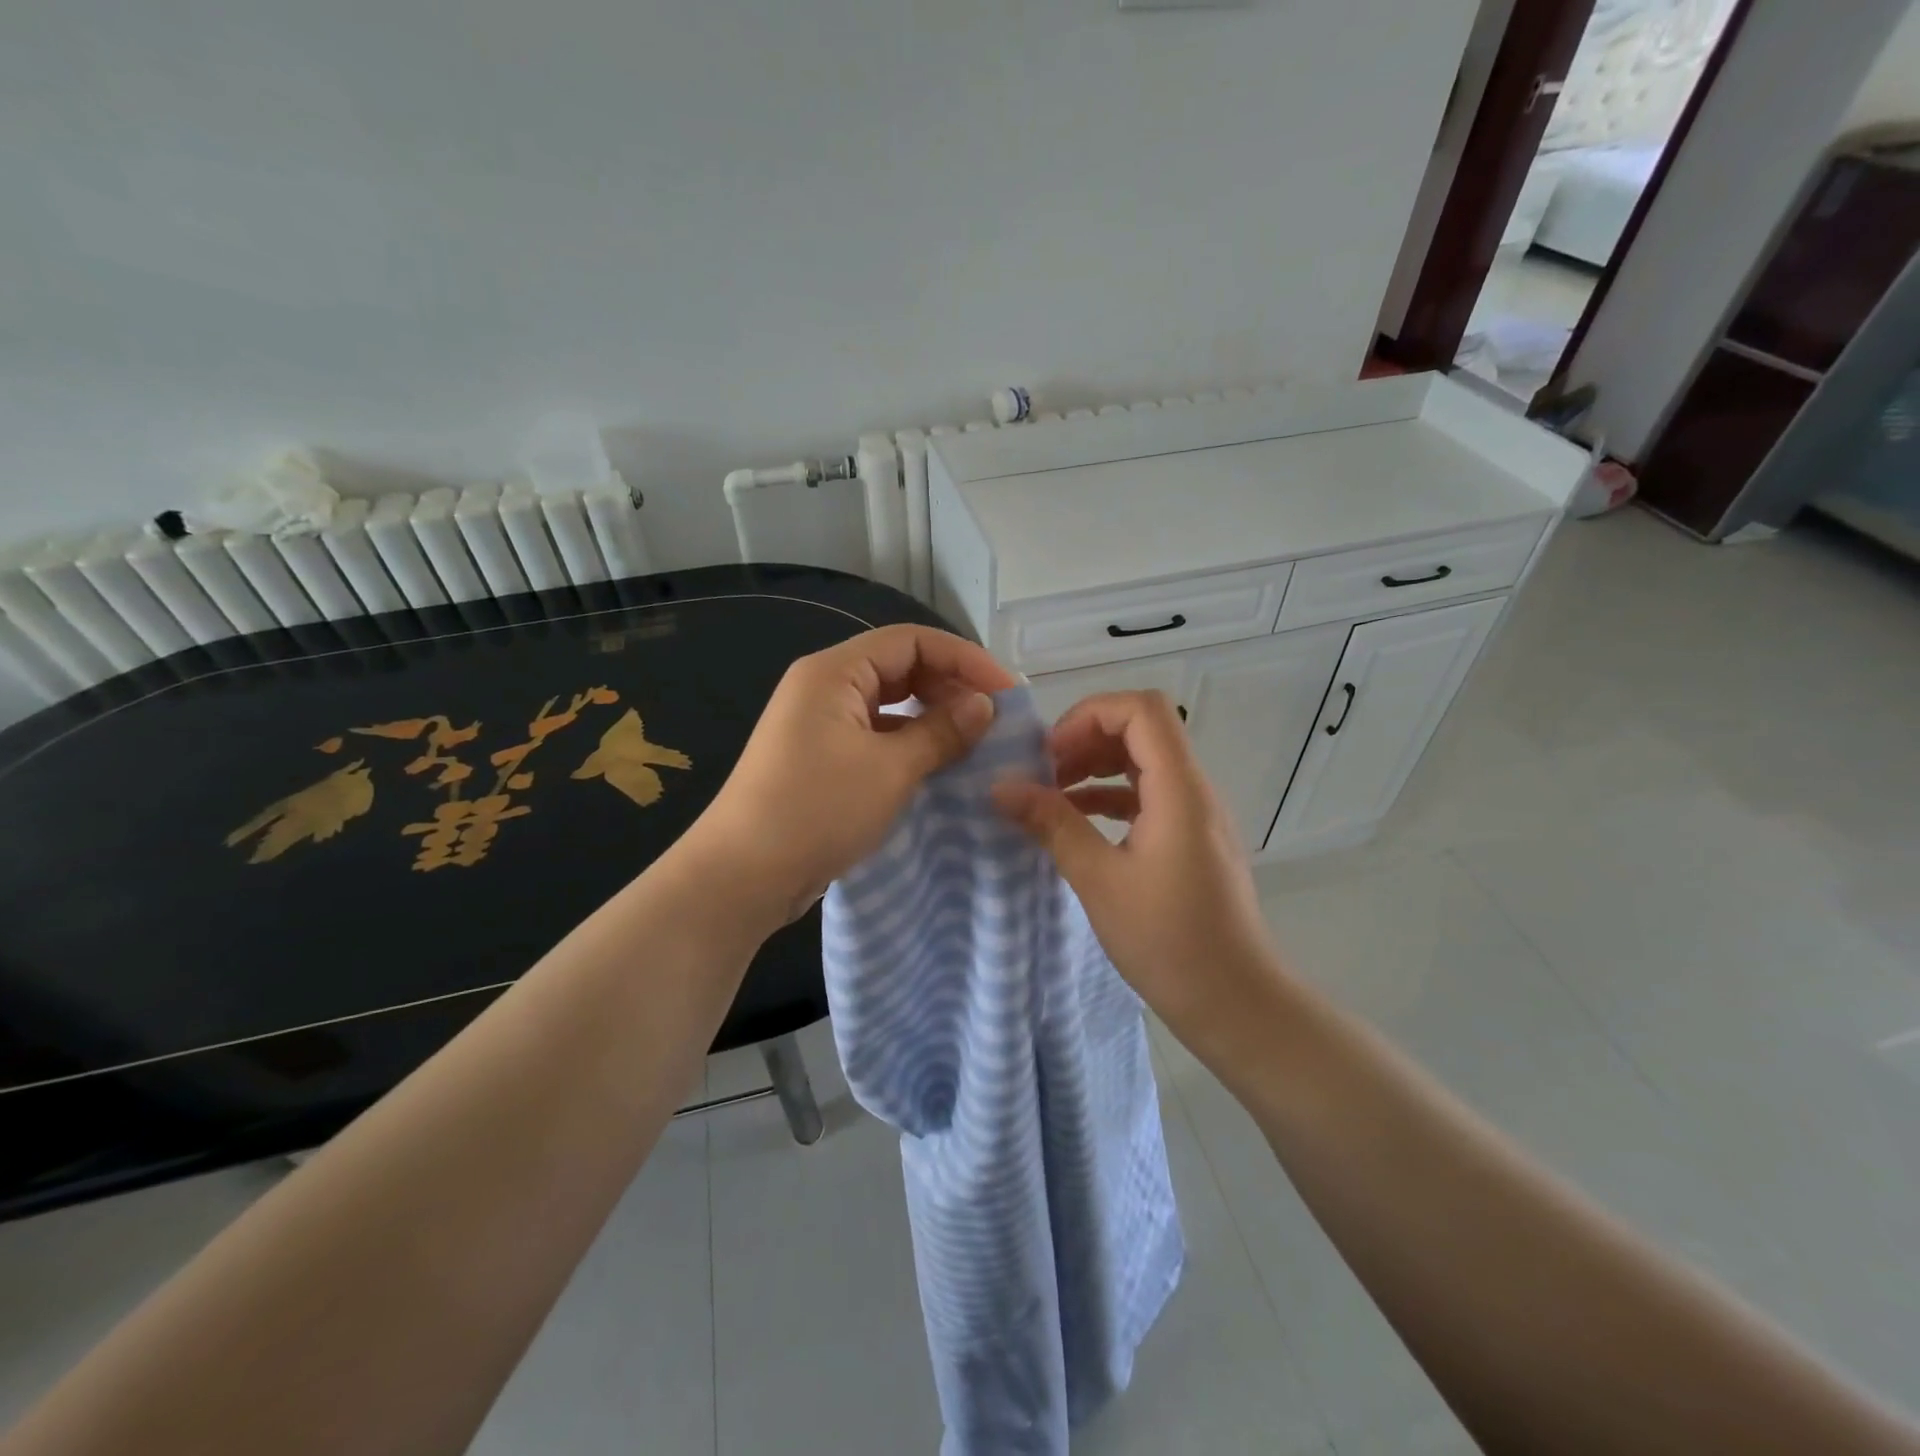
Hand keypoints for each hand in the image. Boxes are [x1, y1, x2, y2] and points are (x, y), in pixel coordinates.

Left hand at [686, 625, 1017, 927]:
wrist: (742, 876)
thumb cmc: (817, 810)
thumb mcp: (890, 769)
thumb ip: (941, 731)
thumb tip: (983, 705)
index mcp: (834, 672)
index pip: (911, 641)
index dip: (964, 659)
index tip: (1006, 692)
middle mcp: (824, 687)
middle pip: (899, 667)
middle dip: (949, 687)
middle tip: (993, 720)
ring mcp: (819, 724)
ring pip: (888, 704)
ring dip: (931, 717)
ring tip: (973, 742)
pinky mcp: (820, 758)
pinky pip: (874, 735)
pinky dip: (908, 743)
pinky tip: (936, 765)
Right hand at [992, 691, 1290, 1062]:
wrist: (1235, 1002)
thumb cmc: (1169, 941)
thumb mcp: (1099, 880)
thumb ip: (1052, 825)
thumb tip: (1001, 788)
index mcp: (1179, 790)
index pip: (1142, 710)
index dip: (1089, 716)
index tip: (1050, 755)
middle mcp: (1194, 790)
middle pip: (1142, 730)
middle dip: (1086, 740)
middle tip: (1042, 775)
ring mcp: (1197, 815)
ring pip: (1144, 763)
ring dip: (1096, 769)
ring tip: (1050, 797)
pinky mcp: (1192, 839)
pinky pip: (1149, 796)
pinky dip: (1111, 797)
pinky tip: (1077, 824)